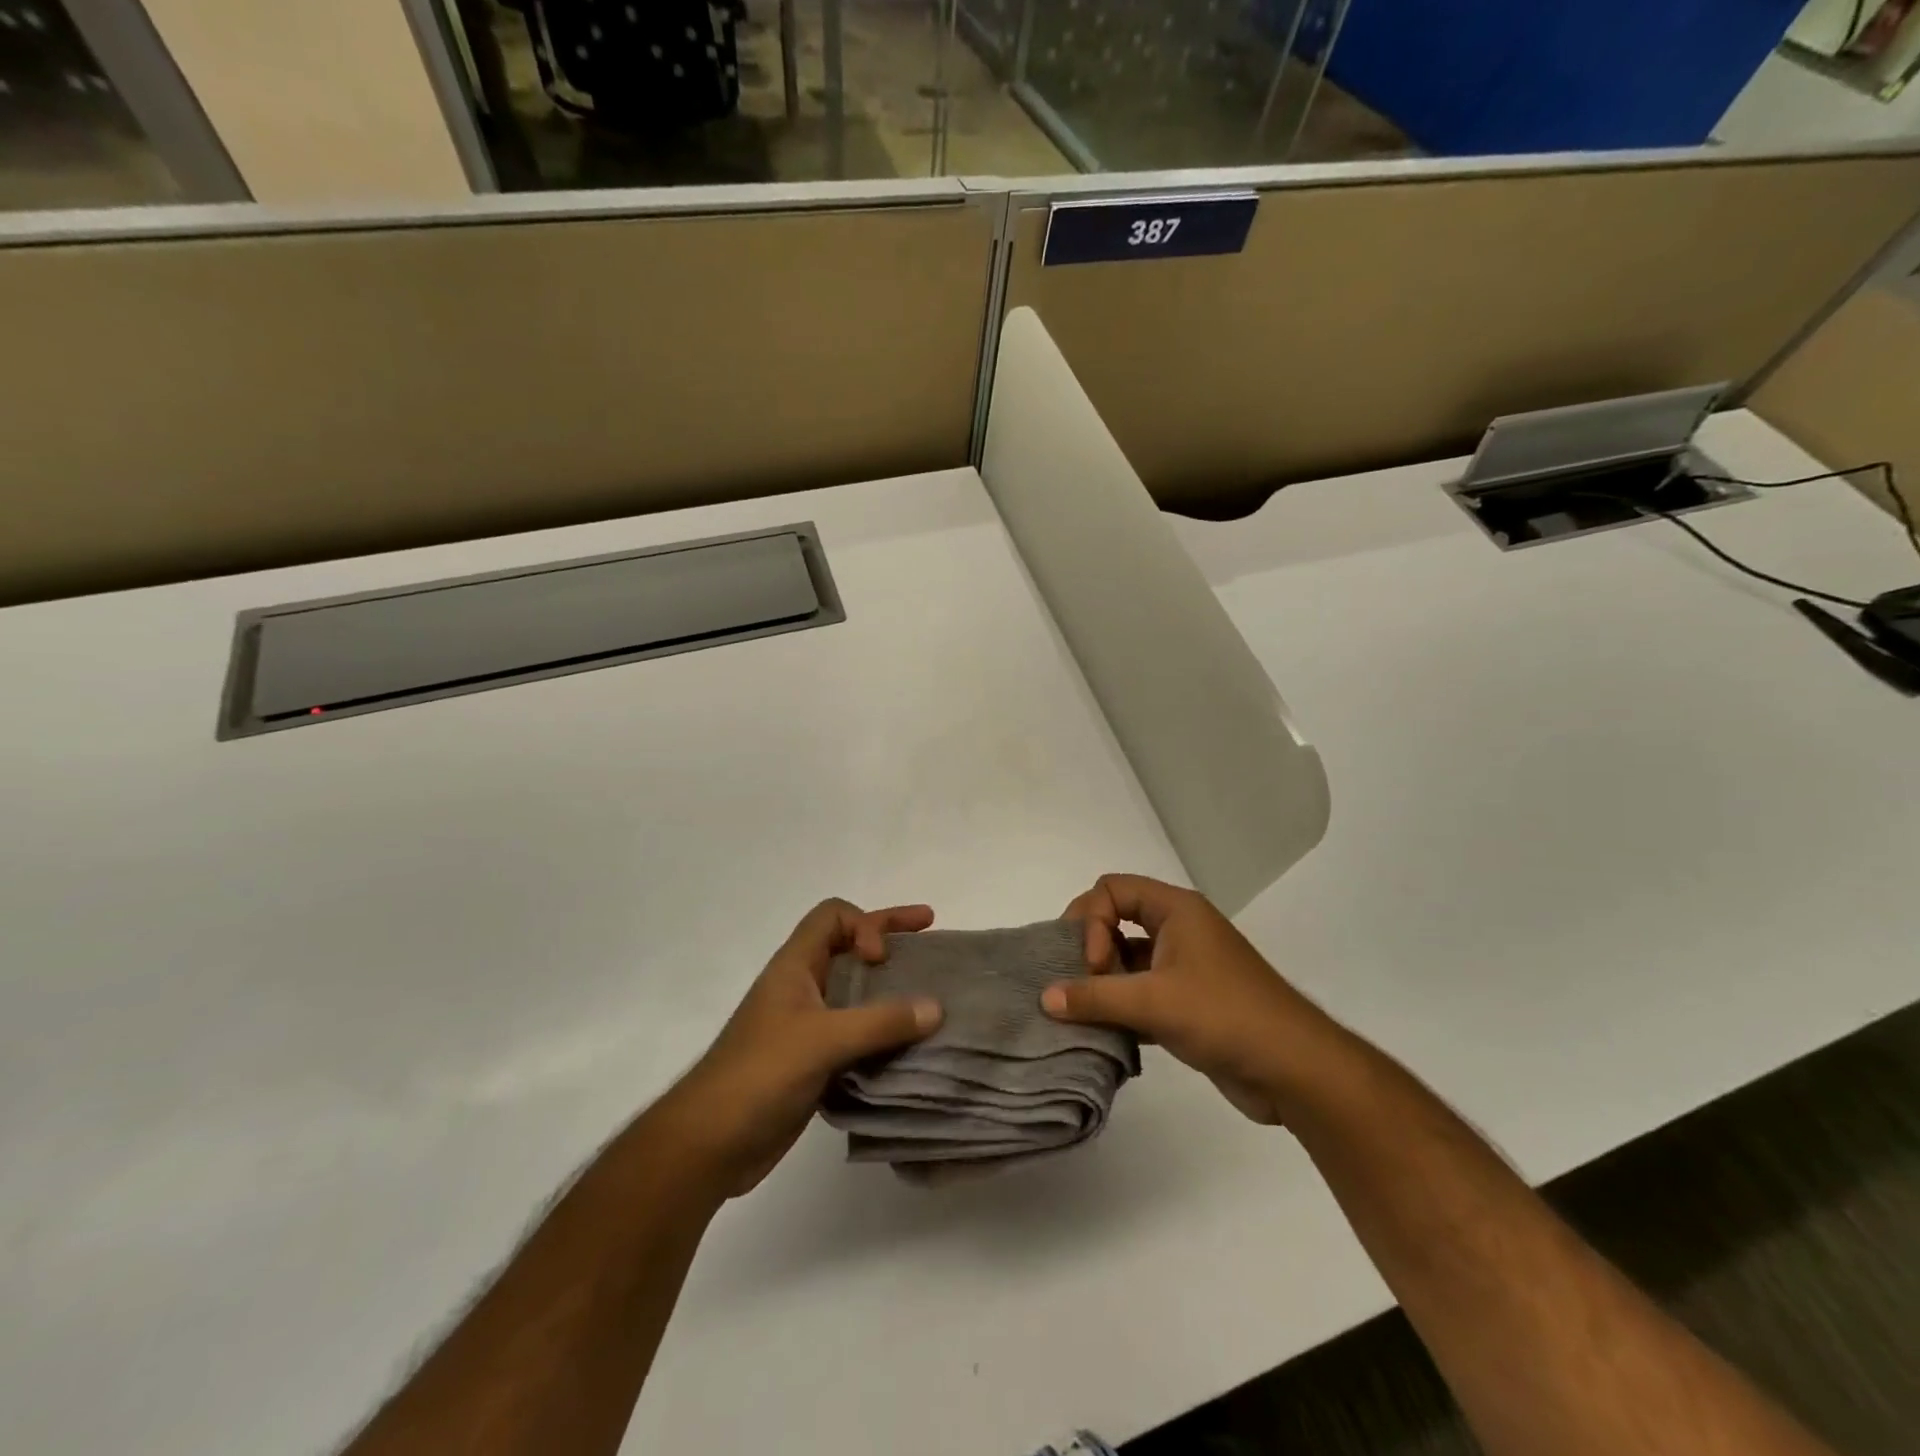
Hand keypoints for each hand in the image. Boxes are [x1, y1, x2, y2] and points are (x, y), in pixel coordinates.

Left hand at [658, 899, 941, 1196]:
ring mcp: (808, 1026)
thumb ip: (881, 1022)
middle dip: (889, 937)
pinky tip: (911, 1044)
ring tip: (930, 993)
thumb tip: (937, 1007)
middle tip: (930, 930)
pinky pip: (858, 1032)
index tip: (882, 959)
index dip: (864, 924)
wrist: (710, 1144)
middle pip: (849, 946)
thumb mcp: (823, 1040)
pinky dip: (885, 1031)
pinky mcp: (815, 1061)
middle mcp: (803, 988)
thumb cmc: (760, 1074)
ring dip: (891, 988)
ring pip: (856, 991)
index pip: (833, 917)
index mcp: (795, 967)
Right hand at [1043, 874, 1325, 1124]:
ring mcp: (1185, 967)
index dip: (1091, 920)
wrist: (1295, 1070)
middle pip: (1116, 921)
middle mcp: (1179, 930)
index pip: (1111, 890)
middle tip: (1083, 987)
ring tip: (1085, 1014)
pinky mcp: (1189, 1003)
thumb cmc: (1225, 1015)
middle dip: (1092, 950)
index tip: (1094, 965)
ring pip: (1127, 960)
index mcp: (1176, 910)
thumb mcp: (1154, 1001)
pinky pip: (1141, 993)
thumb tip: (1045, 997)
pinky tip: (1106, 1034)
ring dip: (1104, 983)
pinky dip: (1121, 1008)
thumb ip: (1095, 997)